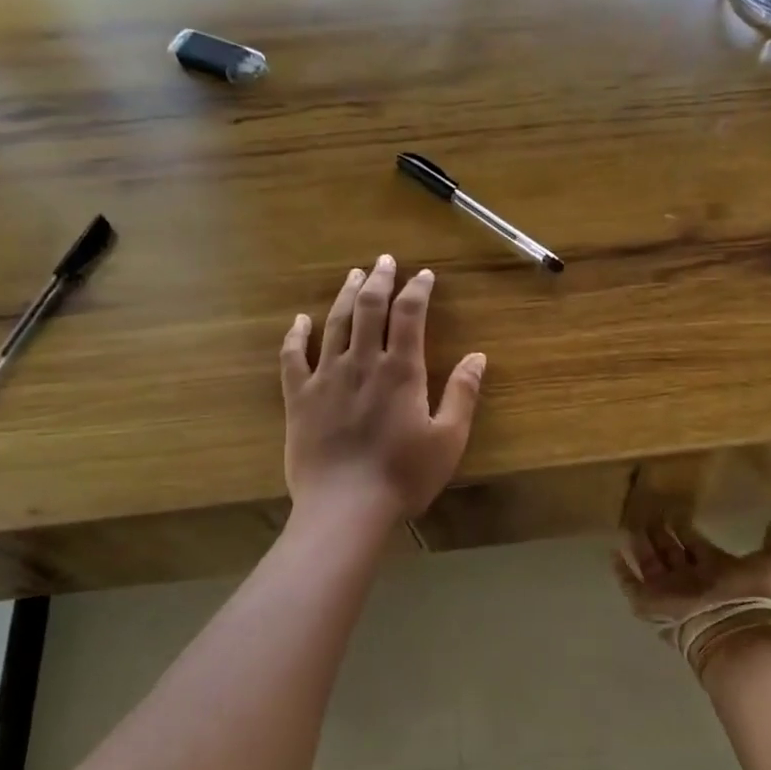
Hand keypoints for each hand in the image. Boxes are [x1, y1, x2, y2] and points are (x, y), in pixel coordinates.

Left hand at [280, 255, 485, 527]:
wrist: (345, 508)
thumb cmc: (403, 476)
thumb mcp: (448, 439)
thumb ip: (463, 394)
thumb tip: (478, 356)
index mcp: (401, 370)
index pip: (409, 315)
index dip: (417, 290)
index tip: (424, 275)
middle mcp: (362, 363)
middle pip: (369, 308)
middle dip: (380, 280)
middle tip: (385, 261)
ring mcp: (326, 377)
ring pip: (334, 324)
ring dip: (345, 296)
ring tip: (354, 275)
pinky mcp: (298, 398)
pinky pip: (292, 357)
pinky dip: (295, 335)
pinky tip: (299, 320)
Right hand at [611, 518, 770, 631]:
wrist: (733, 630)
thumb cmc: (754, 594)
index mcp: (716, 568)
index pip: (696, 544)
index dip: (686, 529)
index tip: (676, 512)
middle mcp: (690, 578)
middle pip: (671, 551)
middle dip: (661, 533)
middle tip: (649, 512)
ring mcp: (669, 591)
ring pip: (650, 563)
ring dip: (641, 544)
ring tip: (629, 523)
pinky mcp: (650, 603)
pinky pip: (631, 585)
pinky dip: (621, 571)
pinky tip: (613, 553)